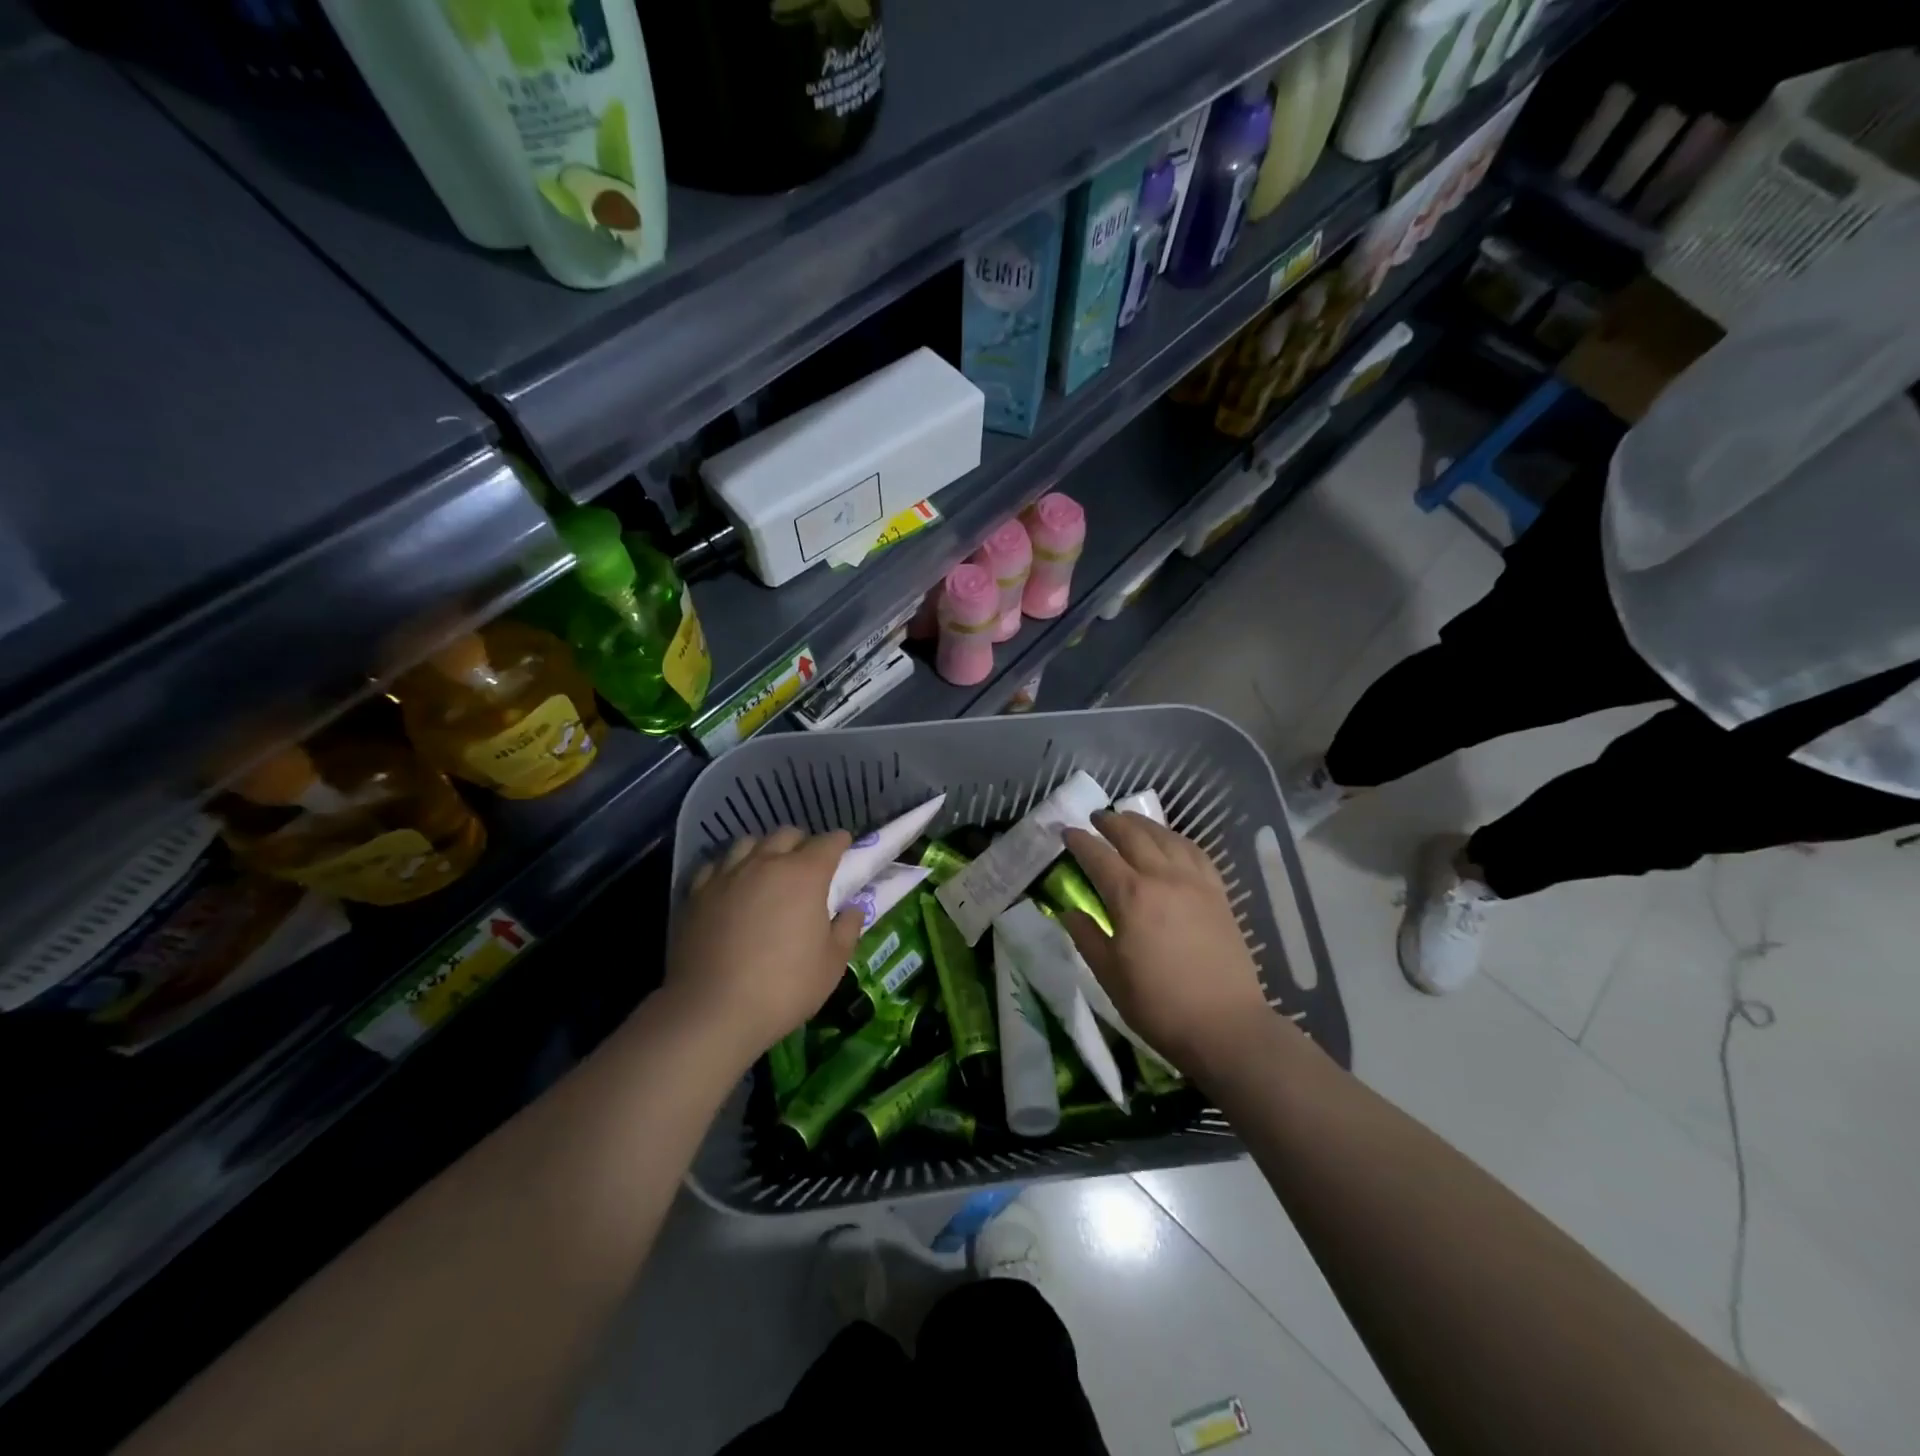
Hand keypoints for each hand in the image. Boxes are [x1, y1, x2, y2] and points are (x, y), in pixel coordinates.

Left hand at [664, 828, 863, 1068]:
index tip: (846, 849)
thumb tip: (852, 908)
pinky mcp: (696, 893)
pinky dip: (730, 868)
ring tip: (767, 870)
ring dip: (764, 850)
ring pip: (748, 842)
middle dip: (802, 843)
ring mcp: (727, 875)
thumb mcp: (832, 964)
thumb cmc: (784, 987)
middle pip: (787, 834)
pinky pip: (716, 865)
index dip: (841, 843)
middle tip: (808, 865)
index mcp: (805, 875)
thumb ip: (847, 929)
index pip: (829, 842)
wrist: (712, 1010)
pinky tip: (732, 886)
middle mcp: (765, 863)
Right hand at [1061, 811, 1273, 1078]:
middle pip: (1134, 835)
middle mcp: (1163, 878)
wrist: (1225, 1025)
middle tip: (1096, 818)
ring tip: (1130, 821)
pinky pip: (1196, 853)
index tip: (1066, 831)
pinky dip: (1178, 839)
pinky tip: (1172, 842)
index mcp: (1131, 896)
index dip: (1079, 841)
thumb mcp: (1109, 974)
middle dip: (1111, 822)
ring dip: (1144, 824)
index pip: (1098, 856)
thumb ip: (1086, 937)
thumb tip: (1068, 911)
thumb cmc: (1158, 1004)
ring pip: (1167, 838)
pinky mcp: (1218, 894)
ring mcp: (1195, 883)